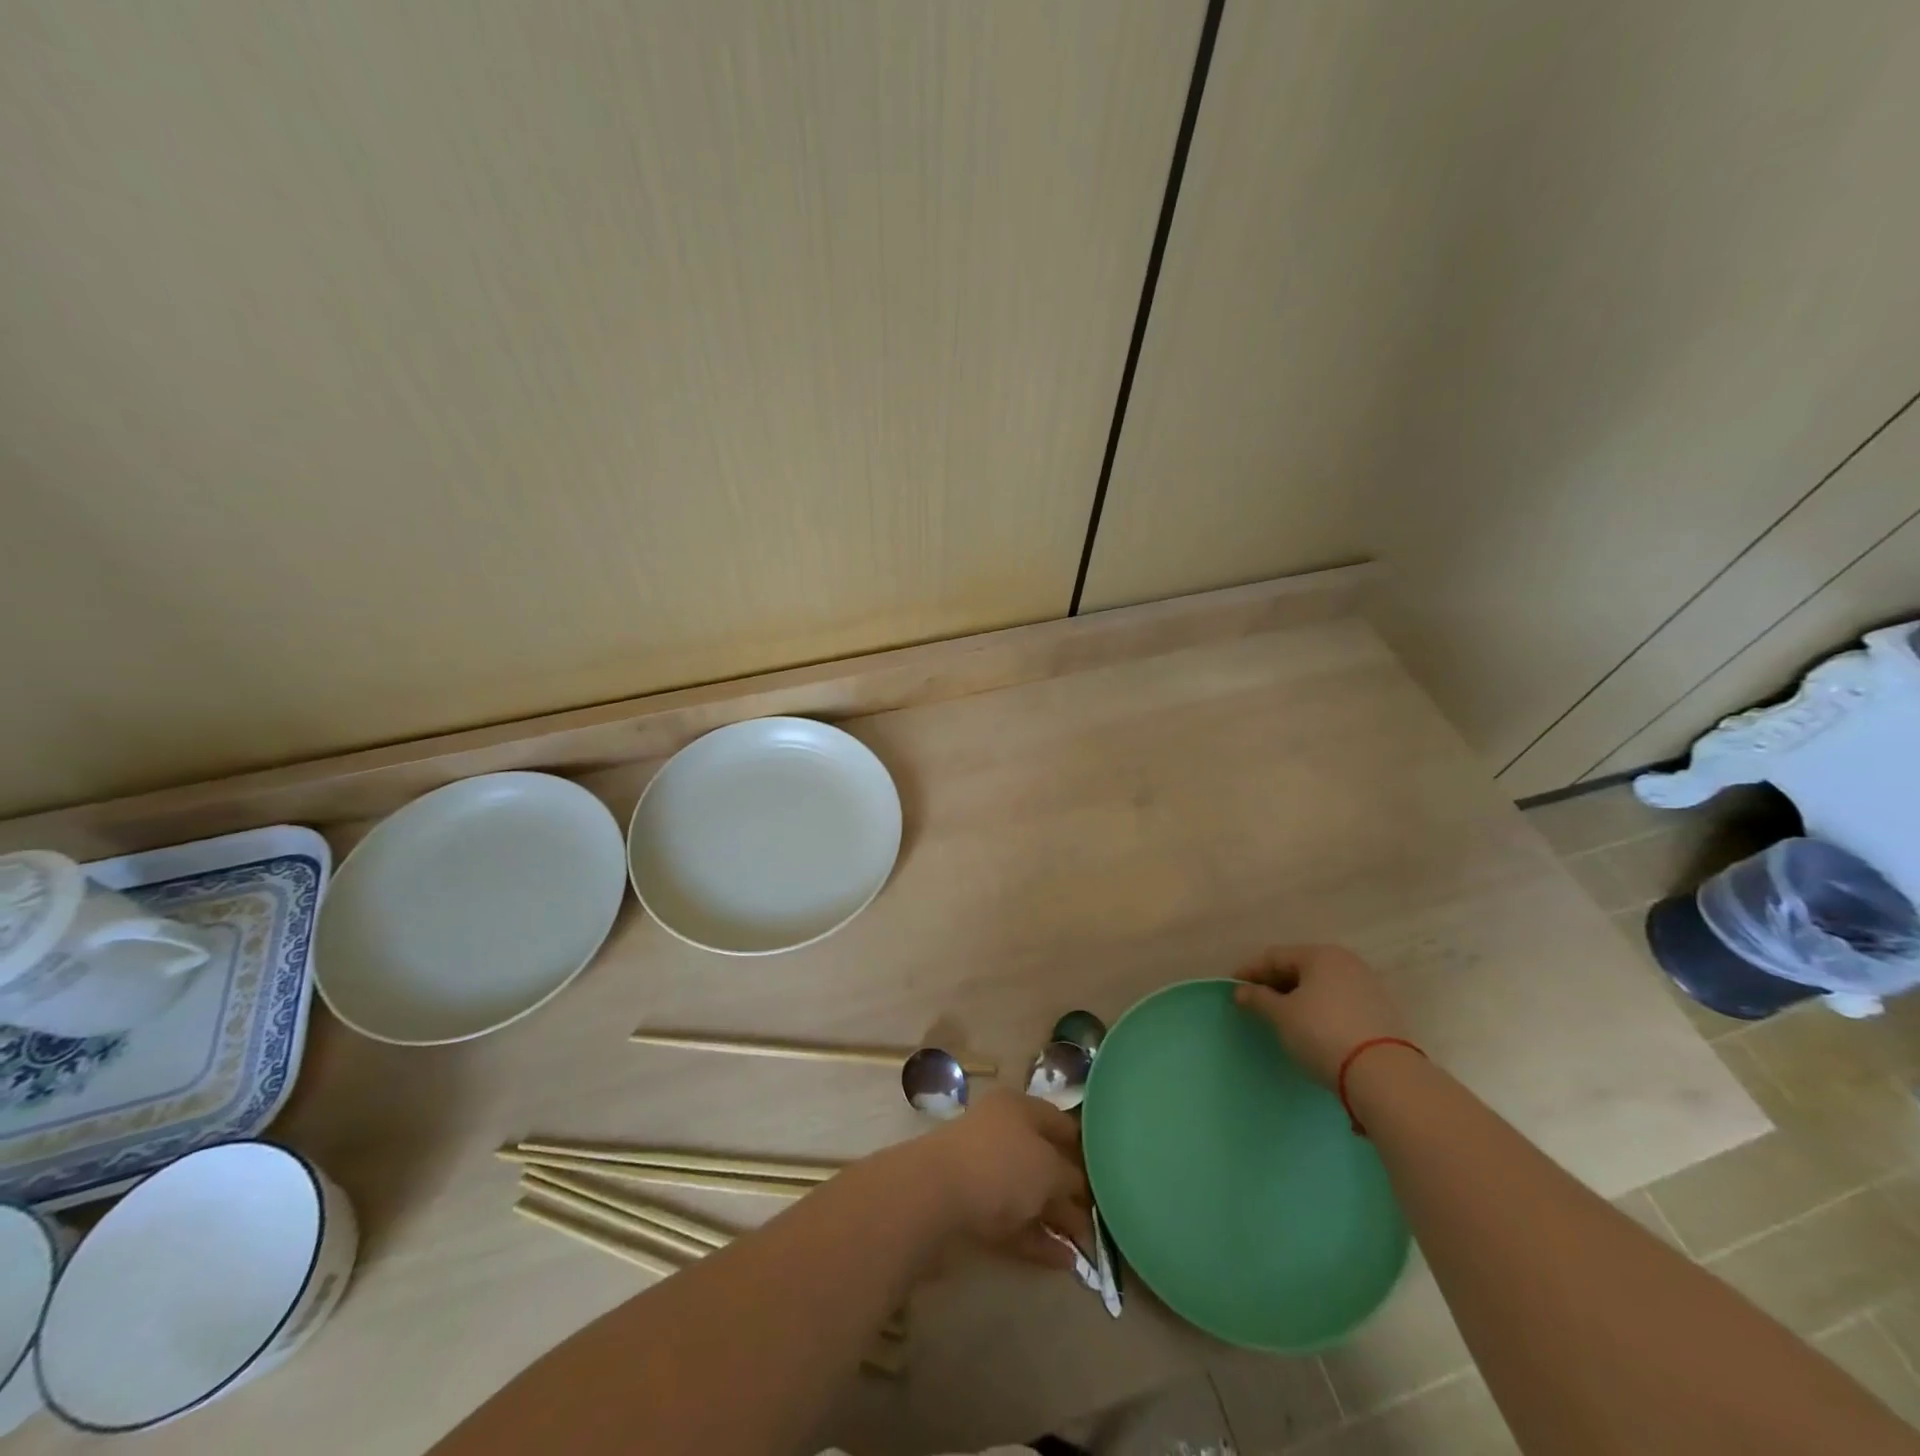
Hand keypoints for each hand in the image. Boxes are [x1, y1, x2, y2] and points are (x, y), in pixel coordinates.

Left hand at [904, 1087, 1092, 1268]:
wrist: (934, 1195)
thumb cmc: (1000, 1165)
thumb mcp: (1049, 1169)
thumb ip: (1071, 1180)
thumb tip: (1079, 1191)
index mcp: (1019, 1107)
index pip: (1060, 1122)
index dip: (1086, 1148)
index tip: (1110, 1176)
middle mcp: (1001, 1132)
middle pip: (1043, 1159)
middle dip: (1070, 1190)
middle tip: (1100, 1218)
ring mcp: (983, 1169)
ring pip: (1027, 1193)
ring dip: (1055, 1219)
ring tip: (1086, 1247)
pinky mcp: (971, 1206)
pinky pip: (1012, 1221)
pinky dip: (1035, 1238)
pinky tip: (1062, 1261)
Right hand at [1234, 944, 1406, 1084]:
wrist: (1383, 1075)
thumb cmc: (1322, 1033)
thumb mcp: (1282, 1015)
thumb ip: (1258, 998)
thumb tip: (1241, 991)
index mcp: (1321, 955)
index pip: (1275, 956)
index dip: (1250, 971)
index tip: (1233, 987)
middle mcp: (1347, 963)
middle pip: (1300, 967)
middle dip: (1274, 983)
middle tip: (1254, 1001)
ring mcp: (1368, 987)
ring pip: (1320, 985)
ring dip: (1297, 997)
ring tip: (1280, 1015)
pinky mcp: (1381, 1013)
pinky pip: (1338, 1002)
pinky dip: (1318, 1009)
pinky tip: (1309, 1026)